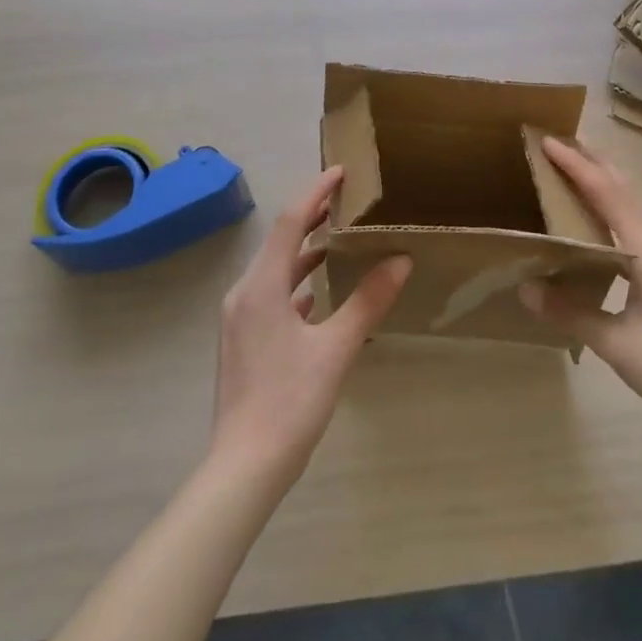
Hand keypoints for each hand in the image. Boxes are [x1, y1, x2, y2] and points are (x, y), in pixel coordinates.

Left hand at [209, 167, 411, 488]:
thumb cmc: (290, 403)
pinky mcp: (243, 338)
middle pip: (281, 240)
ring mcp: (240, 317)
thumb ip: (368, 302)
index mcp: (261, 286)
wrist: (243, 468)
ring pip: (276, 268)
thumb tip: (401, 260)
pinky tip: (318, 291)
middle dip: (311, 216)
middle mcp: (245, 293)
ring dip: (305, 250)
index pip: (290, 222)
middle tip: (347, 199)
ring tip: (339, 237)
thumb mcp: (336, 349)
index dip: (315, 192)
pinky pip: (272, 293)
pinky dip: (296, 281)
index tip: (341, 172)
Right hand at [520, 138, 641, 441]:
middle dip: (593, 162)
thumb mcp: (617, 343)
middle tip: (560, 143)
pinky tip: (608, 227)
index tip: (546, 141)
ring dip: (608, 183)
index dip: (575, 165)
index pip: (605, 192)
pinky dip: (619, 208)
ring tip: (579, 173)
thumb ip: (570, 312)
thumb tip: (525, 289)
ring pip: (637, 204)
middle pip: (625, 188)